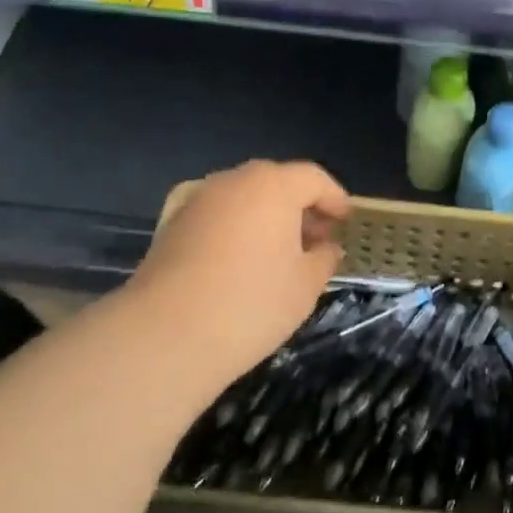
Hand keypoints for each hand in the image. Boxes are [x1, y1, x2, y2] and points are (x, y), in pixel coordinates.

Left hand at [127, 161, 349, 402]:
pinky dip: (234, 226)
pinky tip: (239, 257)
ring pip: (243, 197)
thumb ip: (324, 258)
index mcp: (273, 186)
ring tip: (279, 251)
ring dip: (266, 215)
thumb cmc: (251, 304)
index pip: (313, 178)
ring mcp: (197, 200)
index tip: (345, 220)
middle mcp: (233, 181)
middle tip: (316, 237)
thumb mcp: (305, 285)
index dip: (334, 198)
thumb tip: (326, 247)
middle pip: (276, 182)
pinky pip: (216, 214)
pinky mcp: (171, 224)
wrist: (167, 334)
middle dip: (300, 206)